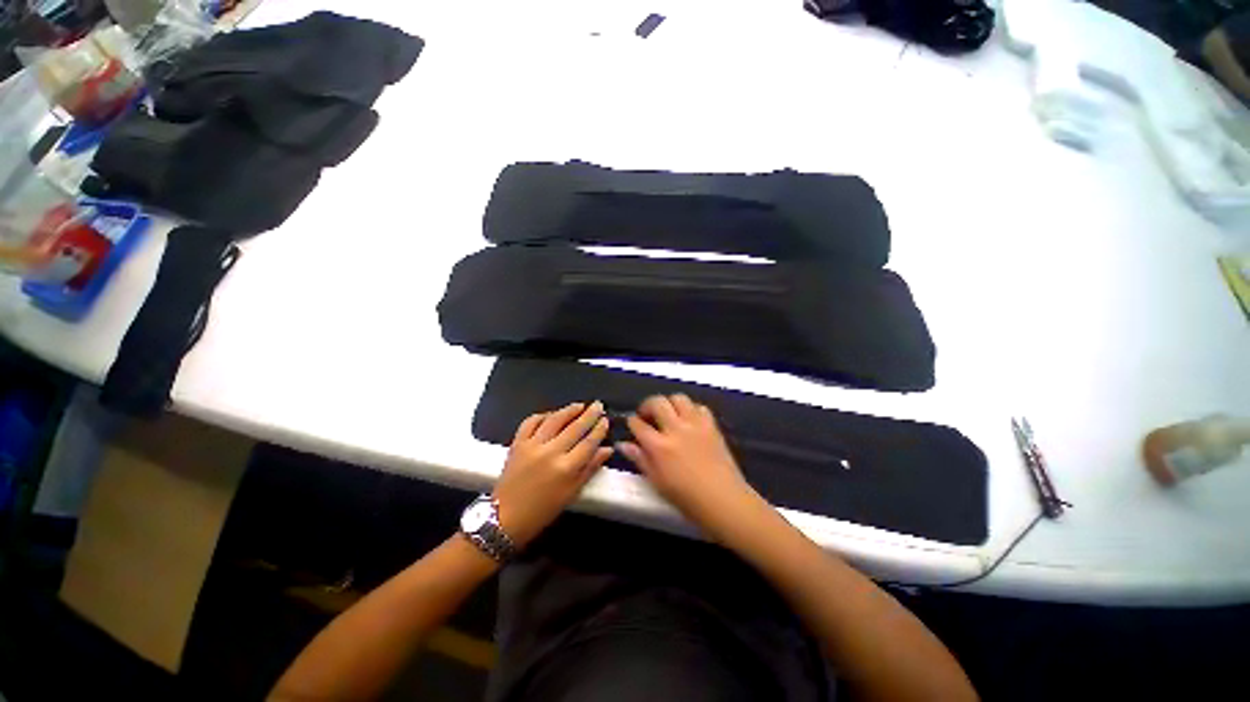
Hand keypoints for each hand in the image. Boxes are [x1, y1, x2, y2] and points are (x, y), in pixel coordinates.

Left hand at [493, 401, 611, 547]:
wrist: (505, 518)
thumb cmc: (543, 510)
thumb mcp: (571, 493)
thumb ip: (590, 468)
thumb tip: (607, 449)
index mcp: (566, 468)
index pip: (588, 442)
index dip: (599, 429)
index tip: (606, 419)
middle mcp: (551, 452)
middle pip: (575, 428)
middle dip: (589, 414)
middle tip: (598, 404)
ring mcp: (532, 445)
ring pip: (554, 420)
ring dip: (569, 410)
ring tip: (579, 405)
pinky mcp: (517, 443)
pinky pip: (531, 422)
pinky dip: (543, 415)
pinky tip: (551, 414)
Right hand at [617, 395, 764, 540]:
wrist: (723, 500)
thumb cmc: (686, 498)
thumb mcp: (657, 482)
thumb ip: (640, 459)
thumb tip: (622, 444)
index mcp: (659, 446)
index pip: (638, 424)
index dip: (632, 422)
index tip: (633, 425)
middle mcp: (676, 429)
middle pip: (657, 402)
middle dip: (647, 405)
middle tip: (647, 415)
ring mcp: (695, 424)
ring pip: (678, 398)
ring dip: (669, 403)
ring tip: (668, 414)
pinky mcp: (711, 425)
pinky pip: (699, 407)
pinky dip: (691, 409)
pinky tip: (689, 420)